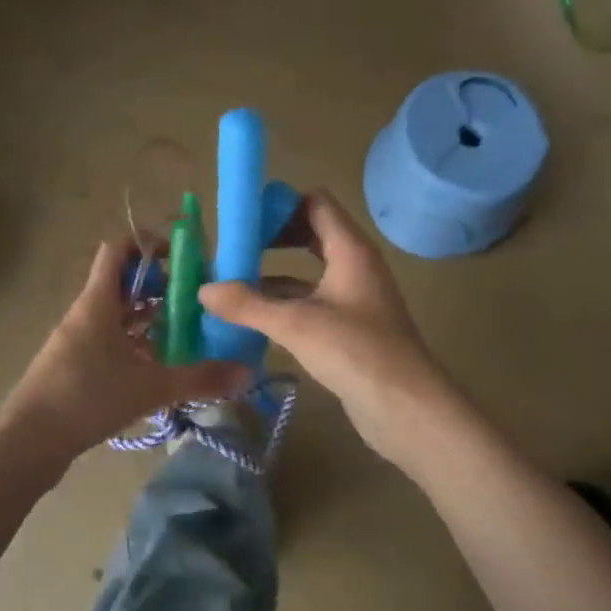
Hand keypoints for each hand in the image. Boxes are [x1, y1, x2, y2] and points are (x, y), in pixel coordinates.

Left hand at [8, 241, 251, 458]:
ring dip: (147, 317)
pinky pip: (108, 340)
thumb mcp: (149, 387)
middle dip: (159, 286)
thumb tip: (247, 372)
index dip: (148, 246)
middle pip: (122, 283)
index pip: (118, 251)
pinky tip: (156, 366)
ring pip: (116, 315)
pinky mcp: (73, 365)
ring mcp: (76, 340)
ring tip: (184, 331)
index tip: (182, 256)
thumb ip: (199, 378)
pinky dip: (133, 343)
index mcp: (98, 302)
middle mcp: (85, 313)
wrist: (28, 441)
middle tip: (195, 299)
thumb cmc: (87, 398)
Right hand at [198, 191, 451, 463]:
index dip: (281, 204)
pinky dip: (286, 303)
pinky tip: (255, 318)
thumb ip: (247, 304)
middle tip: (234, 249)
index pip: (316, 203)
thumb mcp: (295, 324)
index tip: (244, 219)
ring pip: (310, 272)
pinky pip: (313, 302)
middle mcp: (355, 266)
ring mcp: (355, 298)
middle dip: (273, 238)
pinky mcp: (351, 327)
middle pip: (312, 234)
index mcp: (350, 250)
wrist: (406, 407)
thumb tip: (204, 290)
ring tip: (233, 283)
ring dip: (275, 274)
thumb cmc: (355, 351)